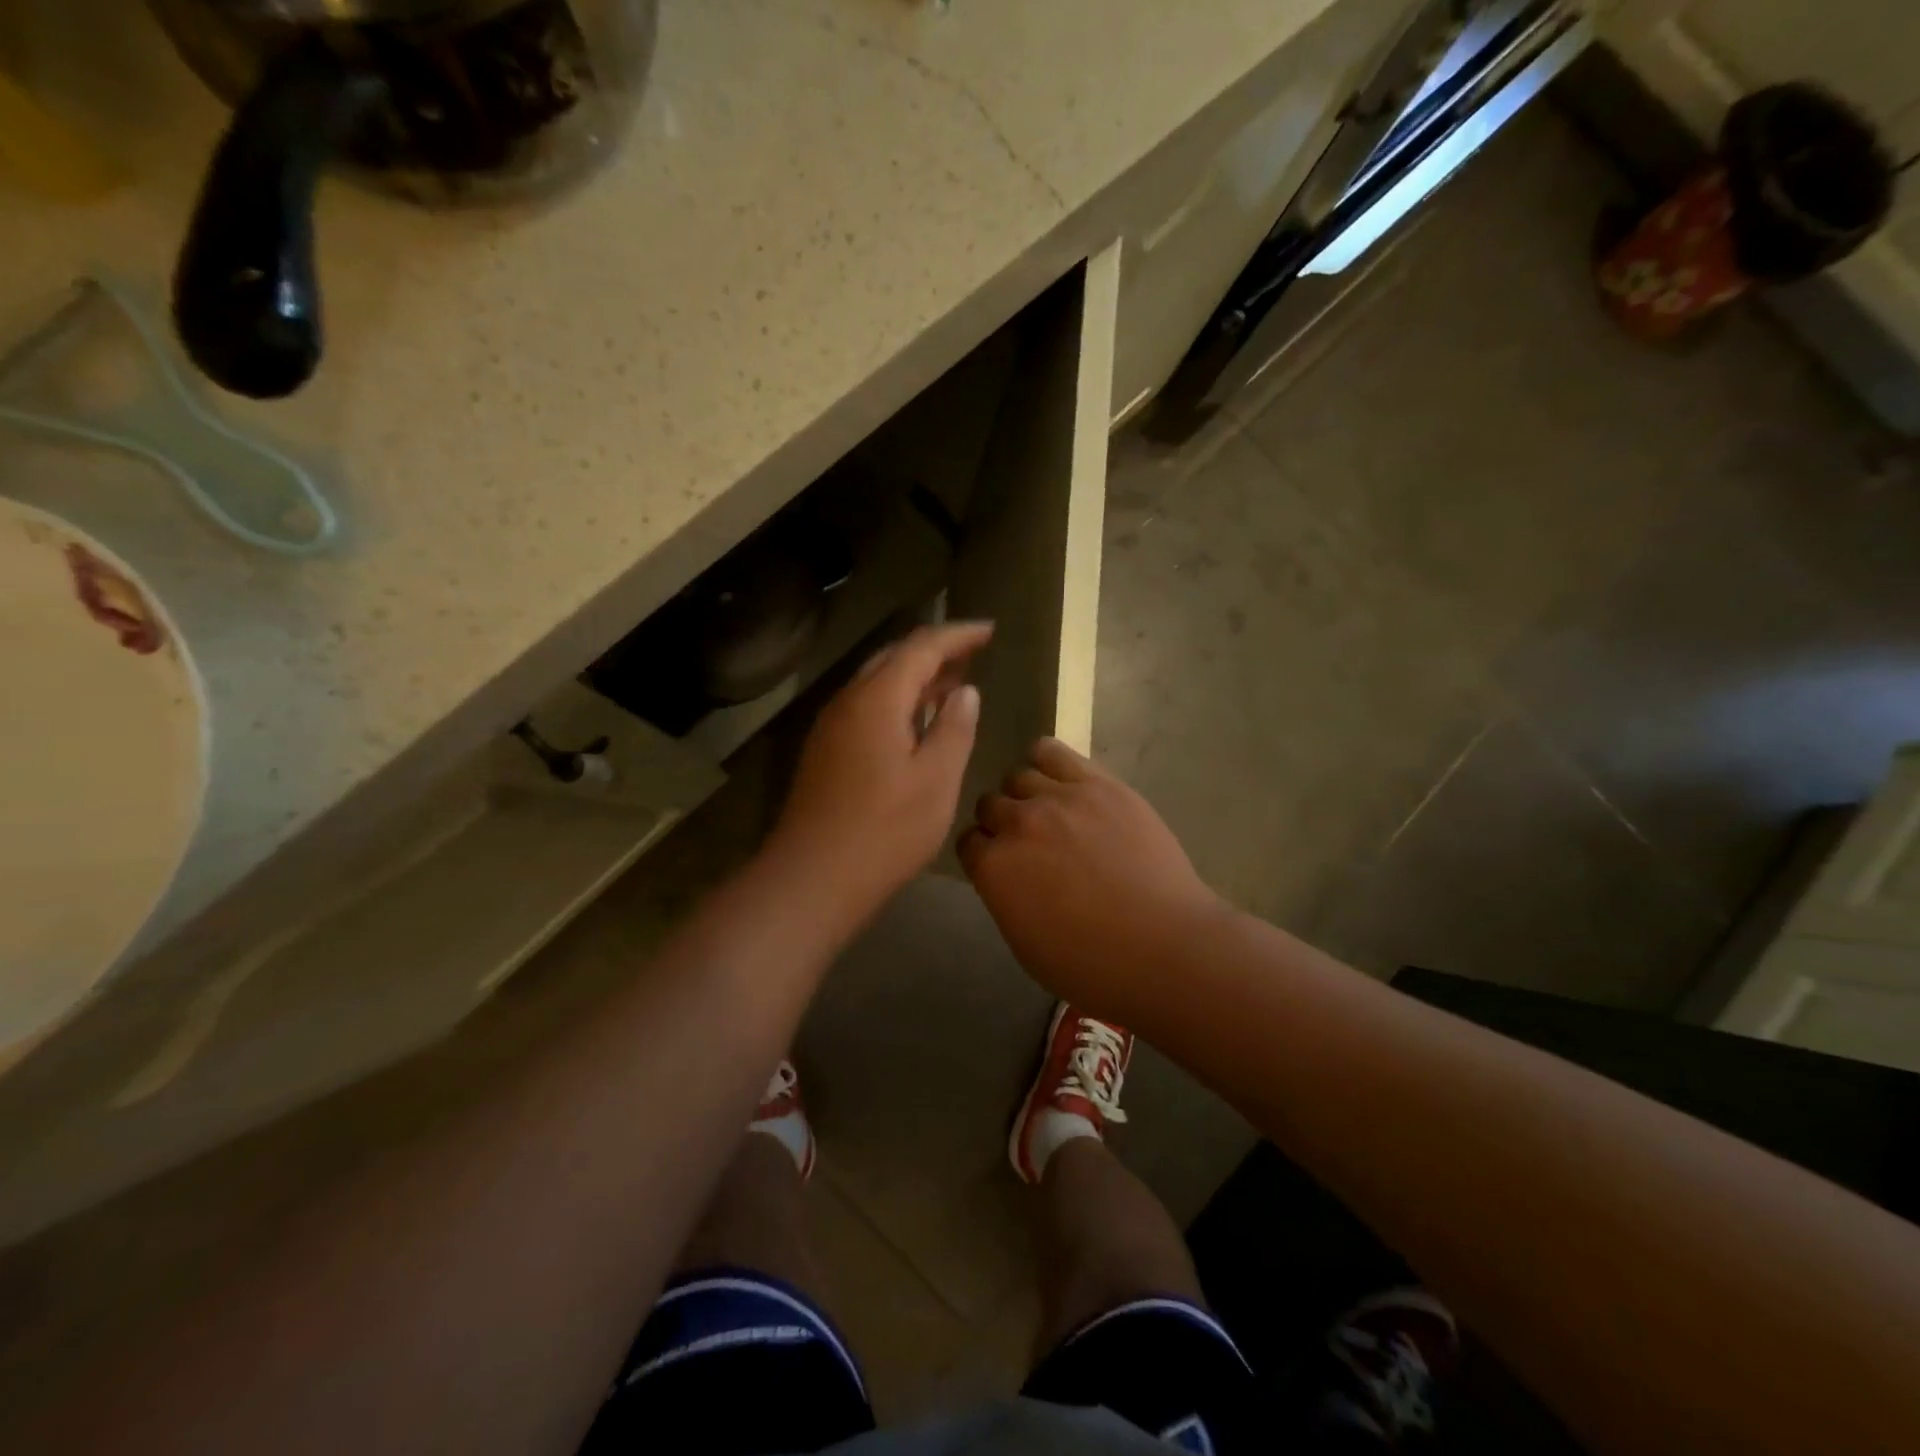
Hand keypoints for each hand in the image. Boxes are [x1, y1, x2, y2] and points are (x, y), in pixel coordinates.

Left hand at [767, 621, 990, 912]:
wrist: (812, 879)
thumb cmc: (884, 831)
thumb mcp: (935, 781)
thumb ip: (954, 729)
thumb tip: (965, 691)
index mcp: (877, 700)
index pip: (921, 647)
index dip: (958, 635)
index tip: (989, 630)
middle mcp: (848, 702)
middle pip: (894, 657)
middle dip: (936, 650)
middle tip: (974, 653)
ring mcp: (832, 727)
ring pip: (878, 682)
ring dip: (916, 676)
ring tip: (953, 682)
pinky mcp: (826, 752)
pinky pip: (867, 707)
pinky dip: (898, 701)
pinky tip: (917, 722)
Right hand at [959, 738, 1225, 1021]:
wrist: (1164, 947)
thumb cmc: (1091, 965)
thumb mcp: (1025, 943)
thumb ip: (1003, 897)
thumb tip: (1004, 874)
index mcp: (993, 868)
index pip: (968, 842)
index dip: (983, 853)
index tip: (1000, 863)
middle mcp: (1017, 824)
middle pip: (989, 805)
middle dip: (1002, 823)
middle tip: (1029, 841)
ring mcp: (1057, 798)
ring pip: (1018, 777)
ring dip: (1025, 795)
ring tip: (1049, 811)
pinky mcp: (1096, 783)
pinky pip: (1052, 752)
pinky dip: (1046, 761)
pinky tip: (1058, 778)